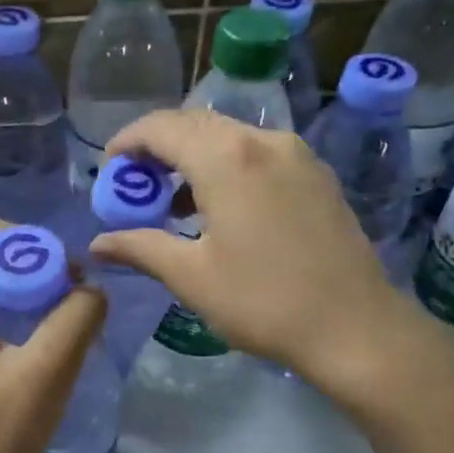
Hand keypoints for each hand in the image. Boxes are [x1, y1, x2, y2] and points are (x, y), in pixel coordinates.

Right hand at [89, 109, 453, 410]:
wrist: (356, 329)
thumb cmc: (263, 301)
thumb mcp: (191, 276)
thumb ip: (140, 248)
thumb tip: (96, 244)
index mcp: (227, 158)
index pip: (162, 127)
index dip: (128, 141)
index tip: (108, 168)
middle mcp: (263, 141)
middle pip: (196, 123)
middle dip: (158, 146)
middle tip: (134, 182)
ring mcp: (295, 154)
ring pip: (229, 135)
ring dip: (192, 155)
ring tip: (170, 199)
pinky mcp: (316, 174)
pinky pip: (257, 152)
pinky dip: (225, 164)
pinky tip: (217, 205)